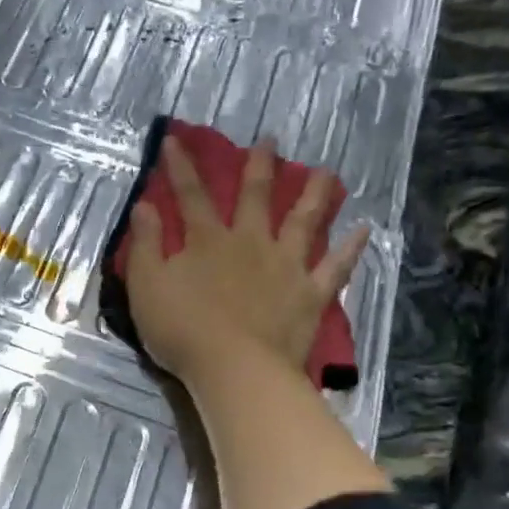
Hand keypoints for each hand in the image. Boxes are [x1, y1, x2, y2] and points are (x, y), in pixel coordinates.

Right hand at [125, 135, 369, 386]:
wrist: (234, 369)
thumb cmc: (182, 330)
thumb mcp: (146, 286)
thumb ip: (146, 245)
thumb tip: (144, 205)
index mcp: (207, 241)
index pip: (191, 195)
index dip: (181, 167)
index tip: (175, 140)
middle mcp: (249, 243)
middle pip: (256, 197)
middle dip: (259, 166)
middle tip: (270, 139)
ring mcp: (285, 266)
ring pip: (303, 221)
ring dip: (314, 194)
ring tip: (327, 173)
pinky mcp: (310, 294)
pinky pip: (335, 267)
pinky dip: (350, 248)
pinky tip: (364, 230)